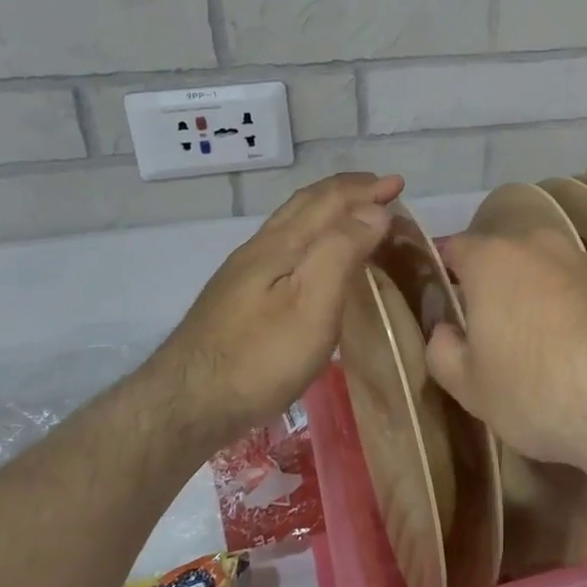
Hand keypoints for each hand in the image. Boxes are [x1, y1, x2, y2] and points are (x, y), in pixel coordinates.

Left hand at [144, 172, 403, 448]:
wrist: (187, 404)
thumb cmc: (260, 357)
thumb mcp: (312, 304)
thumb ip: (342, 251)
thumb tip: (374, 209)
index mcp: (282, 244)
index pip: (330, 201)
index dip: (366, 189)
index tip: (399, 183)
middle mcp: (261, 247)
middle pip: (306, 204)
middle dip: (347, 191)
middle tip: (381, 189)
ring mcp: (245, 271)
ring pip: (292, 223)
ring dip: (328, 209)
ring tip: (355, 214)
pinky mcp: (239, 295)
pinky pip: (285, 244)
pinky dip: (313, 233)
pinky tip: (314, 256)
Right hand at [425, 228, 586, 484]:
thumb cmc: (535, 390)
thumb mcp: (470, 387)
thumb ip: (443, 352)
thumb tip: (445, 331)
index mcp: (492, 260)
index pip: (456, 249)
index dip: (448, 273)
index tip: (449, 302)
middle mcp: (540, 245)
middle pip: (506, 257)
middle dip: (497, 285)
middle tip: (495, 330)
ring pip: (548, 270)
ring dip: (540, 295)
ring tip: (543, 343)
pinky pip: (583, 289)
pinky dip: (576, 308)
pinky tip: (582, 348)